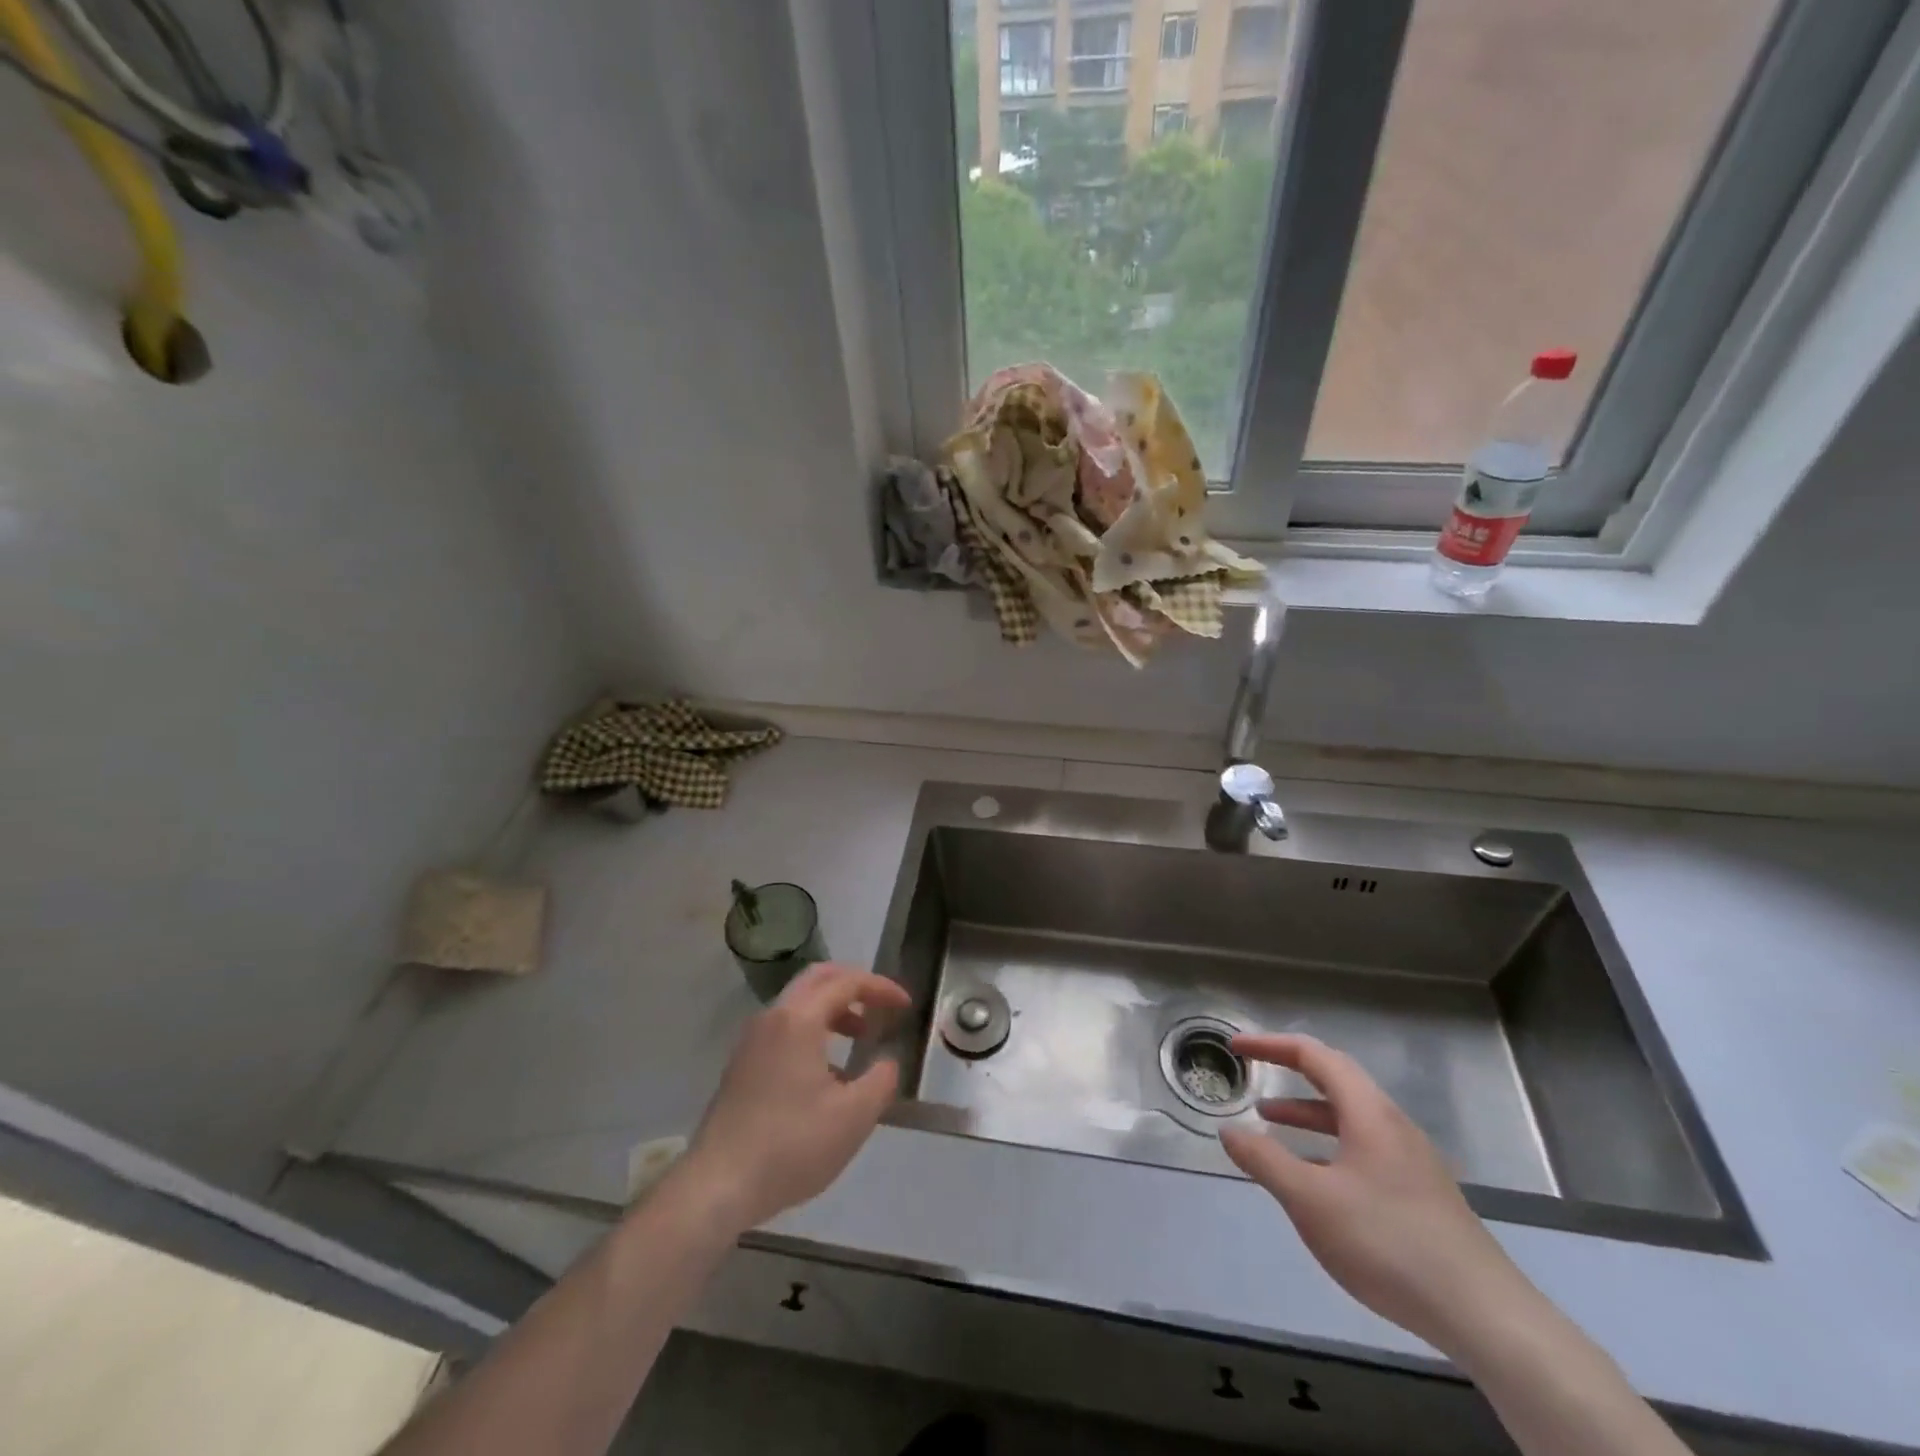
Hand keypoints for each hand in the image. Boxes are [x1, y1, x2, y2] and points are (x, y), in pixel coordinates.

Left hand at [679, 963, 910, 1231]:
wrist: (718, 1186)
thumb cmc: (791, 1146)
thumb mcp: (853, 1117)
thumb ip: (881, 1081)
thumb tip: (887, 1062)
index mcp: (799, 1020)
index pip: (846, 982)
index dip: (880, 988)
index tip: (905, 1005)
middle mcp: (772, 1018)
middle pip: (817, 979)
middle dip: (854, 985)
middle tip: (880, 1005)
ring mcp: (752, 1040)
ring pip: (798, 1003)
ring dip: (833, 1008)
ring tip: (860, 1036)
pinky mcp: (742, 1064)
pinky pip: (784, 1027)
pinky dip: (813, 1028)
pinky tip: (827, 1071)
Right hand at [1219, 1033, 1537, 1353]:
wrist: (1484, 1315)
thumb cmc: (1388, 1242)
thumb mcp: (1311, 1200)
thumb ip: (1264, 1160)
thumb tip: (1229, 1130)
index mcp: (1368, 1112)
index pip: (1314, 1055)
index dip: (1270, 1045)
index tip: (1235, 1047)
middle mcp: (1392, 1124)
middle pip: (1335, 1078)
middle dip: (1289, 1069)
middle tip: (1252, 1069)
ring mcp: (1411, 1159)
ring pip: (1349, 1116)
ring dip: (1307, 1111)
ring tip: (1269, 1122)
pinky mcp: (1420, 1192)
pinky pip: (1362, 1146)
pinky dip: (1328, 1143)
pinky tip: (1314, 1177)